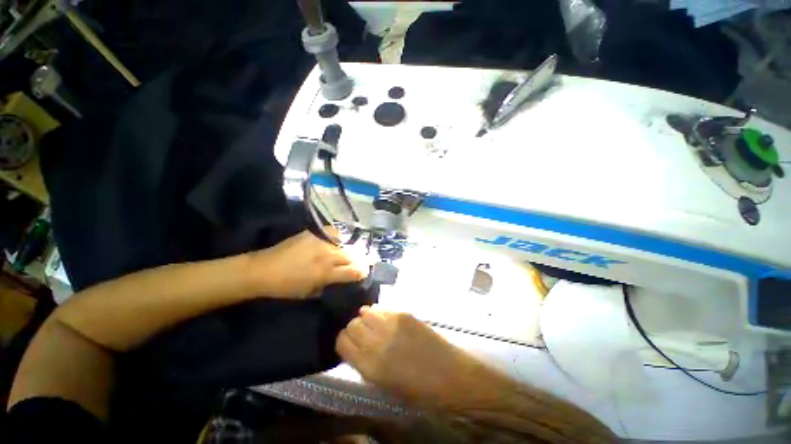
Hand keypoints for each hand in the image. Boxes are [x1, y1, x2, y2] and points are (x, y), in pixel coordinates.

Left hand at [251, 230, 366, 298]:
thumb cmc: (285, 287)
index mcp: (326, 273)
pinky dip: (337, 237)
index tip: (365, 272)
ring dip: (349, 249)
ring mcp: (320, 242)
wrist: (263, 270)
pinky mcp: (313, 234)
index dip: (363, 272)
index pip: (354, 271)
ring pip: (344, 244)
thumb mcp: (309, 293)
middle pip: (352, 255)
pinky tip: (336, 241)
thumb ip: (328, 286)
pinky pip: (332, 232)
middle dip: (360, 259)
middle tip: (363, 261)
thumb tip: (339, 279)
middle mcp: (327, 256)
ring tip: (349, 252)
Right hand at [336, 306, 485, 407]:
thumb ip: (365, 363)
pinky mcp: (404, 313)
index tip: (349, 342)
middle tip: (362, 333)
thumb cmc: (417, 390)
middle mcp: (377, 342)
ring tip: (373, 323)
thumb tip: (356, 345)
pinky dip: (379, 312)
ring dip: (366, 317)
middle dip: (354, 328)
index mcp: (369, 366)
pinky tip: (385, 318)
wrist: (449, 375)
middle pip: (352, 324)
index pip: (342, 341)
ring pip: (365, 311)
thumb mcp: (383, 384)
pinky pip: (383, 307)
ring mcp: (391, 324)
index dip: (343, 340)